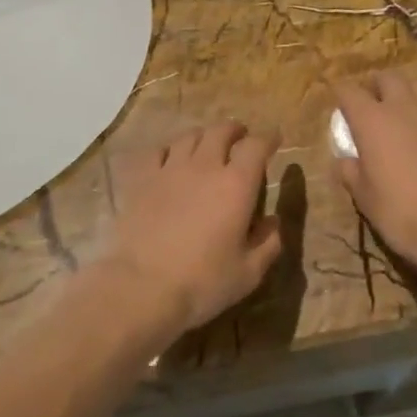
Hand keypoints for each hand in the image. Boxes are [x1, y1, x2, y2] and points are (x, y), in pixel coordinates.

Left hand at [99, 122, 281, 338]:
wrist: (141, 286)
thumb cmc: (202, 282)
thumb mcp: (248, 272)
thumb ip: (268, 243)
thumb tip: (273, 222)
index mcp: (237, 185)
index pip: (256, 146)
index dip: (268, 139)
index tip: (274, 139)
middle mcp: (205, 167)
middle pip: (221, 131)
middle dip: (235, 130)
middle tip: (240, 137)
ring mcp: (170, 169)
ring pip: (190, 136)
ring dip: (204, 136)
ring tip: (208, 144)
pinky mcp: (142, 179)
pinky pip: (159, 151)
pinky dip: (171, 149)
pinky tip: (171, 158)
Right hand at [332, 72, 416, 285]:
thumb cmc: (400, 211)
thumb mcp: (364, 196)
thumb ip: (350, 172)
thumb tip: (344, 161)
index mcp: (372, 120)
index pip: (349, 91)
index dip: (340, 93)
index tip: (338, 102)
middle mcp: (403, 107)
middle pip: (387, 77)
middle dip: (375, 85)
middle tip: (371, 102)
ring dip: (405, 91)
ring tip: (402, 108)